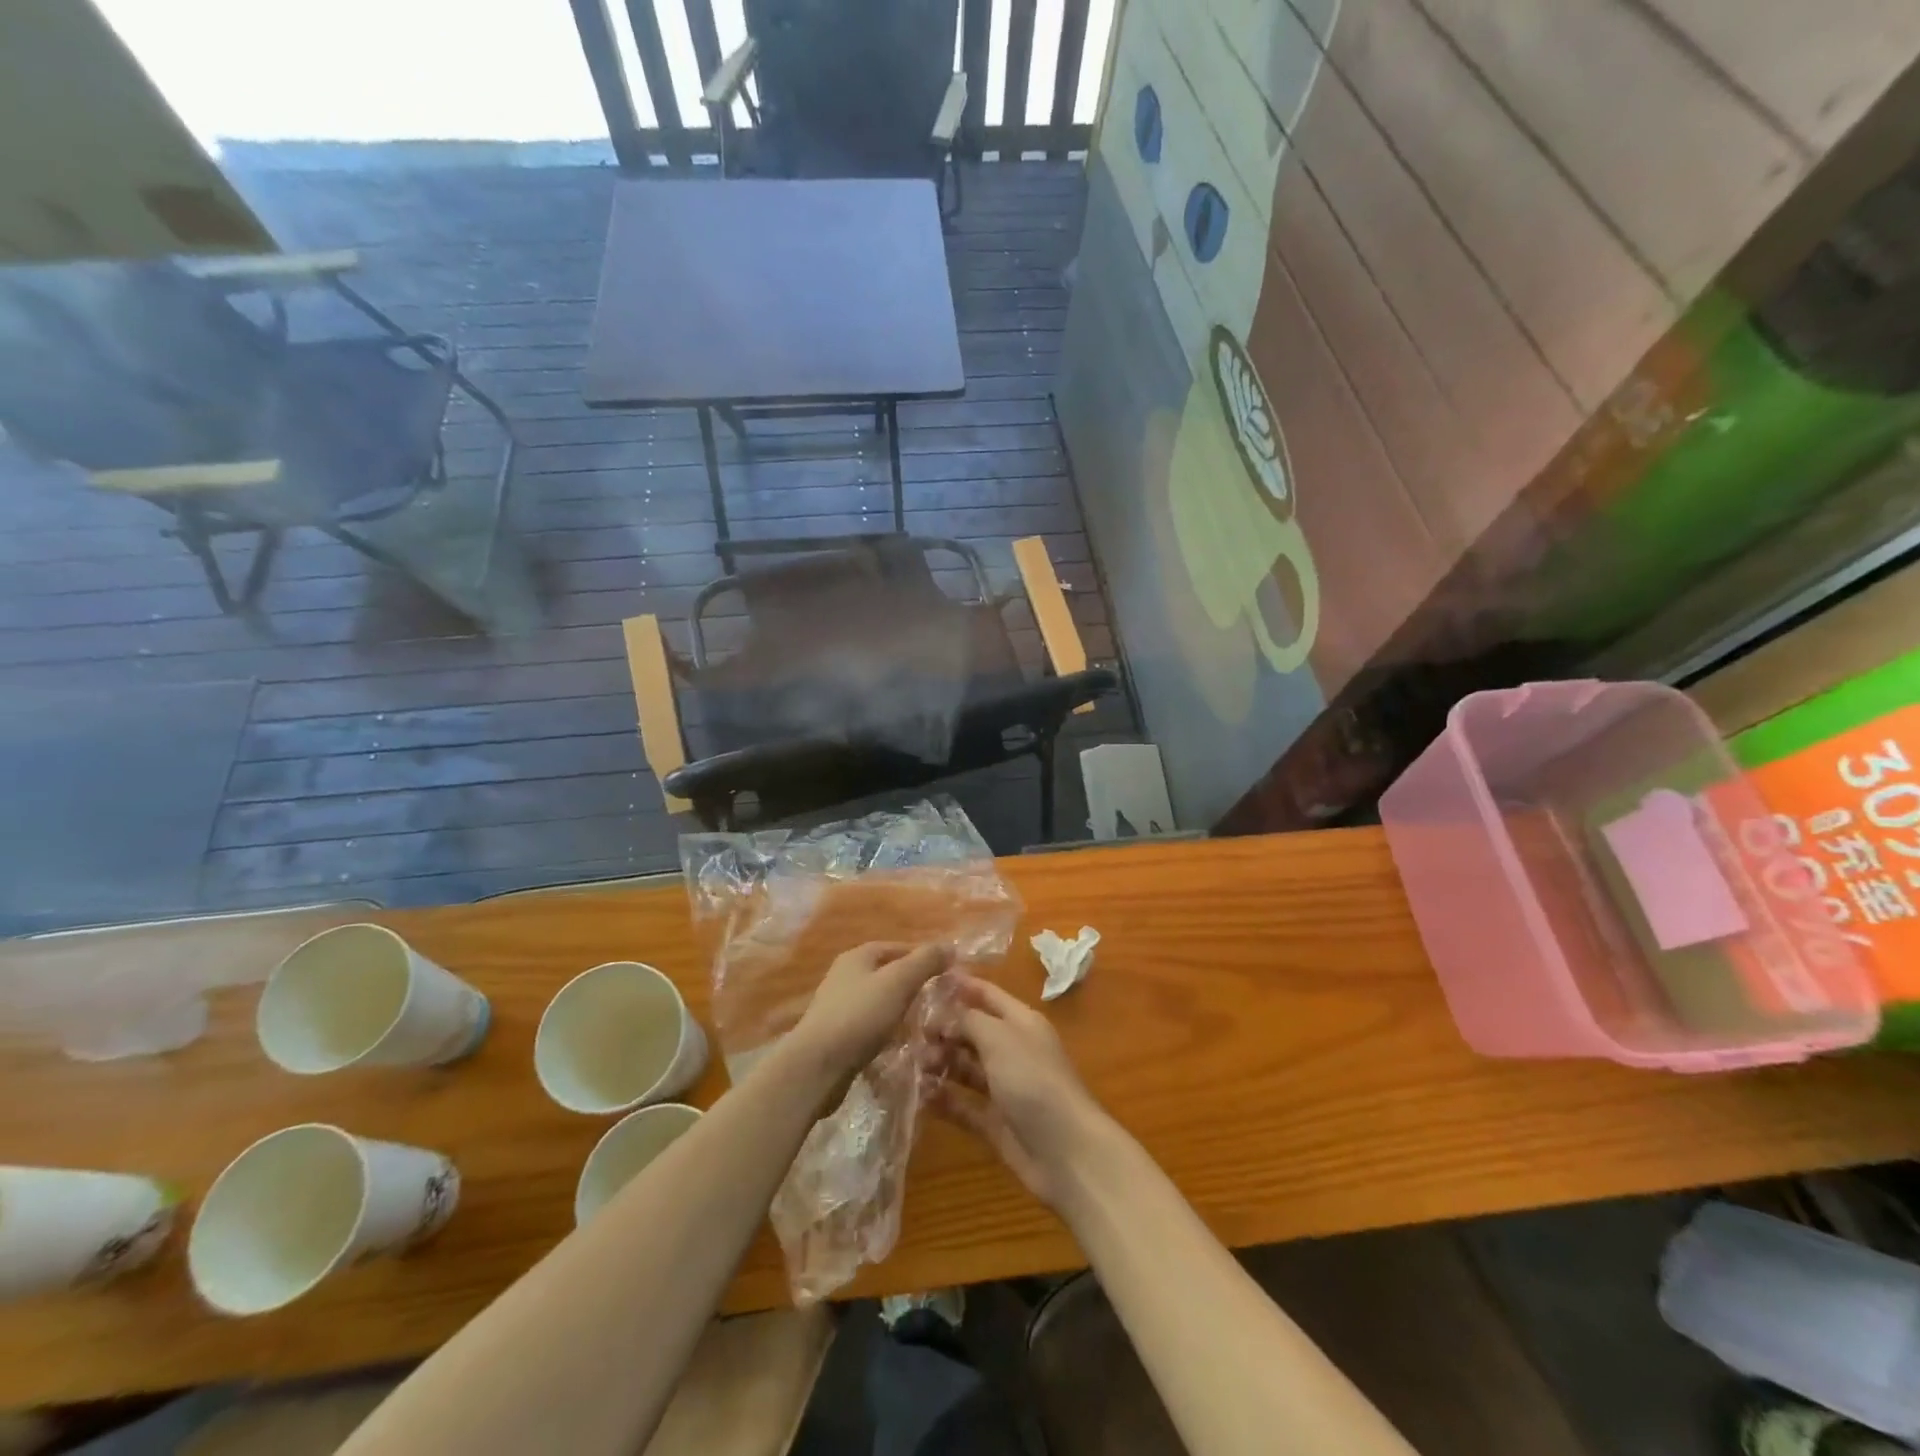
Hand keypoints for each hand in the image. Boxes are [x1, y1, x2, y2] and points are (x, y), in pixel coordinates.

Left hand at [788, 942, 949, 1089]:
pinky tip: (900, 1045)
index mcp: (856, 957)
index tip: (946, 971)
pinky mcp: (837, 1036)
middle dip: (912, 985)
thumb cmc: (860, 1016)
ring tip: (925, 1024)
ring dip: (900, 1011)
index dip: (921, 956)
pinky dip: (887, 1032)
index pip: (895, 947)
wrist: (817, 1066)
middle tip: (938, 999)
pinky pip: (869, 1027)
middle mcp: (844, 977)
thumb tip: (950, 945)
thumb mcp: (899, 982)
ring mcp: (838, 1008)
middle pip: (886, 974)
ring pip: (879, 1002)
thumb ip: (925, 961)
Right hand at [927, 973, 1110, 1209]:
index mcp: (1021, 1022)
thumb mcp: (1000, 1038)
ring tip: (912, 1064)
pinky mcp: (995, 1122)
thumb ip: (968, 1020)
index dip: (960, 986)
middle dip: (943, 1029)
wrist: (1066, 1152)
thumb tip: (943, 1017)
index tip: (925, 981)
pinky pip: (963, 1104)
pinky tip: (918, 1094)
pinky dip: (943, 1099)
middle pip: (972, 1032)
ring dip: (940, 1063)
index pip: (987, 995)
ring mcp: (1004, 1088)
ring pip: (965, 1068)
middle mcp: (1012, 1050)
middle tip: (909, 1033)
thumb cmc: (1034, 1080)